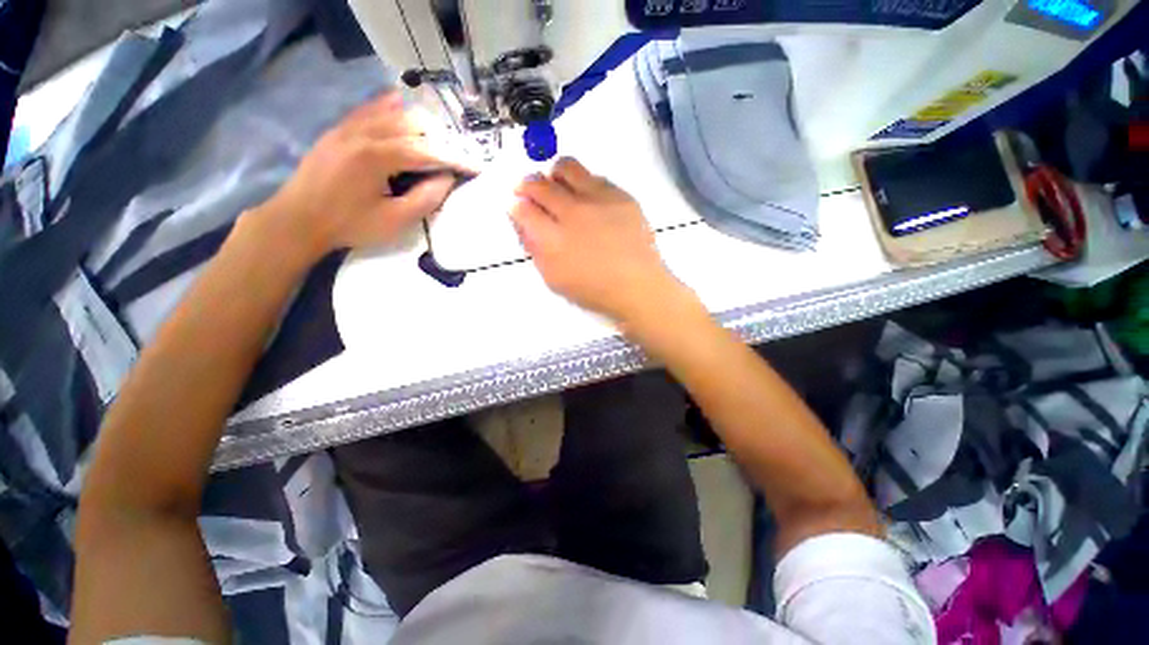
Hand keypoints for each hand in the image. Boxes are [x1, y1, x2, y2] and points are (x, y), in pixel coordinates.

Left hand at [256, 92, 467, 260]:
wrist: (298, 220)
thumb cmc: (350, 225)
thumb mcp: (395, 221)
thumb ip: (426, 198)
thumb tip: (447, 177)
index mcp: (378, 156)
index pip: (427, 151)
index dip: (455, 159)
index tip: (475, 166)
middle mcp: (364, 132)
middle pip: (413, 124)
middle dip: (440, 139)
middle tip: (456, 158)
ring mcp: (348, 127)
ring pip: (393, 112)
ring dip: (420, 124)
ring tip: (437, 140)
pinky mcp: (338, 129)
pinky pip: (369, 108)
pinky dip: (389, 106)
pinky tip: (401, 105)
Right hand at [511, 158, 689, 325]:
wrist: (637, 285)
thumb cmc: (593, 290)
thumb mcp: (554, 280)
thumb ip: (536, 250)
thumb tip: (525, 225)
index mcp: (552, 240)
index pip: (521, 209)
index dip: (514, 206)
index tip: (517, 207)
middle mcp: (572, 213)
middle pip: (538, 184)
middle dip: (526, 185)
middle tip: (528, 191)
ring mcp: (597, 200)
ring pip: (566, 168)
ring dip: (554, 174)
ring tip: (557, 185)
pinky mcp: (620, 195)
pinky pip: (594, 176)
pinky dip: (583, 183)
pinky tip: (586, 197)